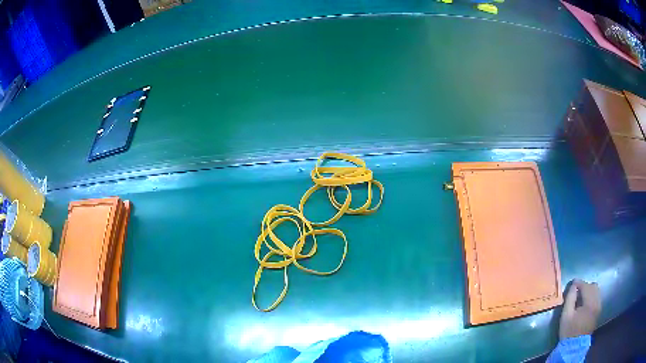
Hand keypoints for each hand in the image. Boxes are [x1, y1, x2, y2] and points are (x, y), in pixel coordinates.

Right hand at [560, 279, 600, 339]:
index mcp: (590, 303)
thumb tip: (573, 286)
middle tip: (576, 291)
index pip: (586, 286)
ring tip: (581, 297)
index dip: (579, 283)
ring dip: (589, 291)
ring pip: (596, 291)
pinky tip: (585, 303)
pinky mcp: (599, 311)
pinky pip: (597, 297)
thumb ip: (570, 299)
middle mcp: (597, 302)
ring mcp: (599, 306)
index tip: (573, 283)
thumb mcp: (566, 316)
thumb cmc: (569, 331)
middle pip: (593, 286)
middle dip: (585, 286)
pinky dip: (592, 296)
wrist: (574, 346)